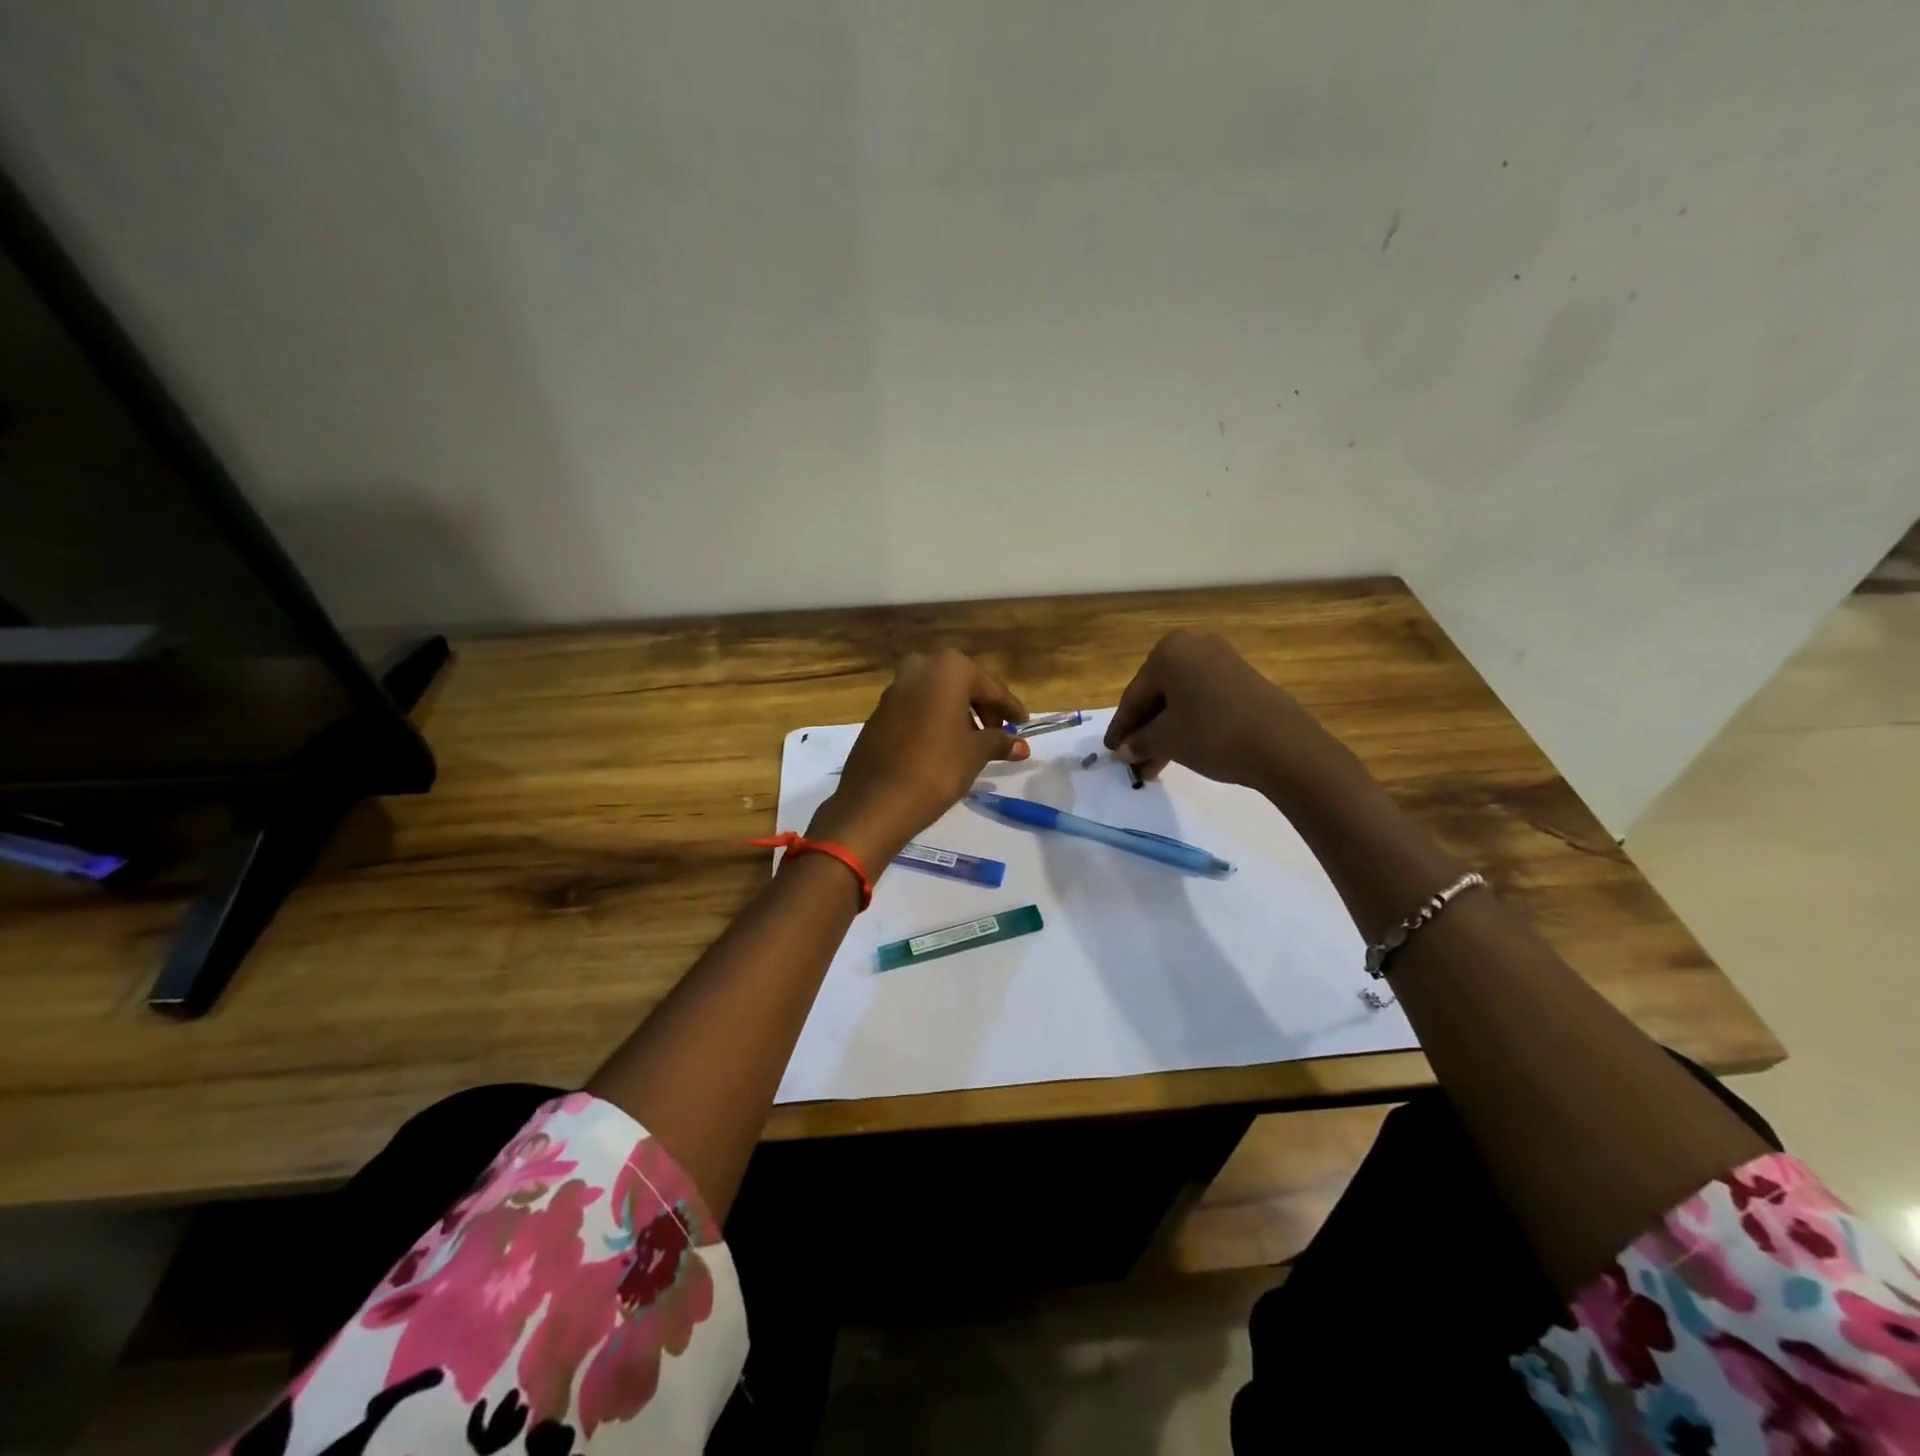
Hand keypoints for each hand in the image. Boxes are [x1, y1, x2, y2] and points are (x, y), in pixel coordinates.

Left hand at [809, 649, 1029, 870]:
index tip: (1024, 723)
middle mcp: (919, 668)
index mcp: (947, 668)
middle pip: (961, 684)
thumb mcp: (975, 753)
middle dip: (982, 706)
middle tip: (999, 731)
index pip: (989, 686)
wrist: (876, 801)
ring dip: (958, 712)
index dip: (1010, 707)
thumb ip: (999, 741)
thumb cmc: (936, 768)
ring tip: (974, 742)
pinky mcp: (879, 712)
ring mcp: (894, 688)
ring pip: (937, 695)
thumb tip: (1020, 745)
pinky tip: (944, 745)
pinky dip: (935, 719)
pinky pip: (917, 708)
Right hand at [1103, 631, 1329, 789]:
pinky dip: (1187, 723)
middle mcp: (1194, 646)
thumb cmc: (1213, 733)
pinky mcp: (1242, 678)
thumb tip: (1125, 750)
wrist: (1283, 745)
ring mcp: (1221, 660)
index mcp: (1169, 652)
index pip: (1134, 695)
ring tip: (1154, 765)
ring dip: (1164, 731)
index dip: (1121, 727)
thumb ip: (1139, 741)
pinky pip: (1202, 700)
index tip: (1110, 751)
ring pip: (1180, 700)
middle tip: (1131, 760)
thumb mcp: (1167, 739)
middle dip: (1144, 731)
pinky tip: (1180, 749)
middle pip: (1157, 694)